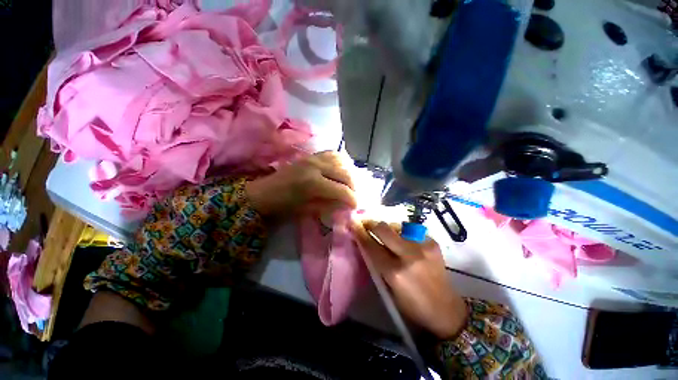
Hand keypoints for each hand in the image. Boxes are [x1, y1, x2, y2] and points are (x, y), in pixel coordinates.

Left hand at [245, 151, 356, 219]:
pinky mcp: (310, 155)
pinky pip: (331, 154)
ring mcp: (313, 158)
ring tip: (349, 184)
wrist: (264, 192)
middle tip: (354, 196)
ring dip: (348, 173)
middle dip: (353, 186)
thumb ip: (329, 205)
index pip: (341, 190)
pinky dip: (340, 161)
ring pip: (341, 161)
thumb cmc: (283, 205)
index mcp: (313, 183)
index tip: (356, 206)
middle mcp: (316, 166)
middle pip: (345, 173)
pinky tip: (341, 170)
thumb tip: (346, 204)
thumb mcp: (307, 210)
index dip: (352, 199)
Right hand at [352, 220, 467, 339]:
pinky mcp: (432, 242)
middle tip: (366, 224)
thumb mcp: (389, 288)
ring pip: (397, 226)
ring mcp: (423, 246)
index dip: (360, 233)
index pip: (371, 246)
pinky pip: (411, 231)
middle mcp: (409, 255)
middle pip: (384, 229)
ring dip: (388, 229)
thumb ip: (377, 264)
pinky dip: (403, 234)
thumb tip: (367, 243)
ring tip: (387, 235)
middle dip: (372, 224)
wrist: (446, 309)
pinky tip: (404, 242)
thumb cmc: (413, 305)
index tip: (353, 223)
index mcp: (395, 272)